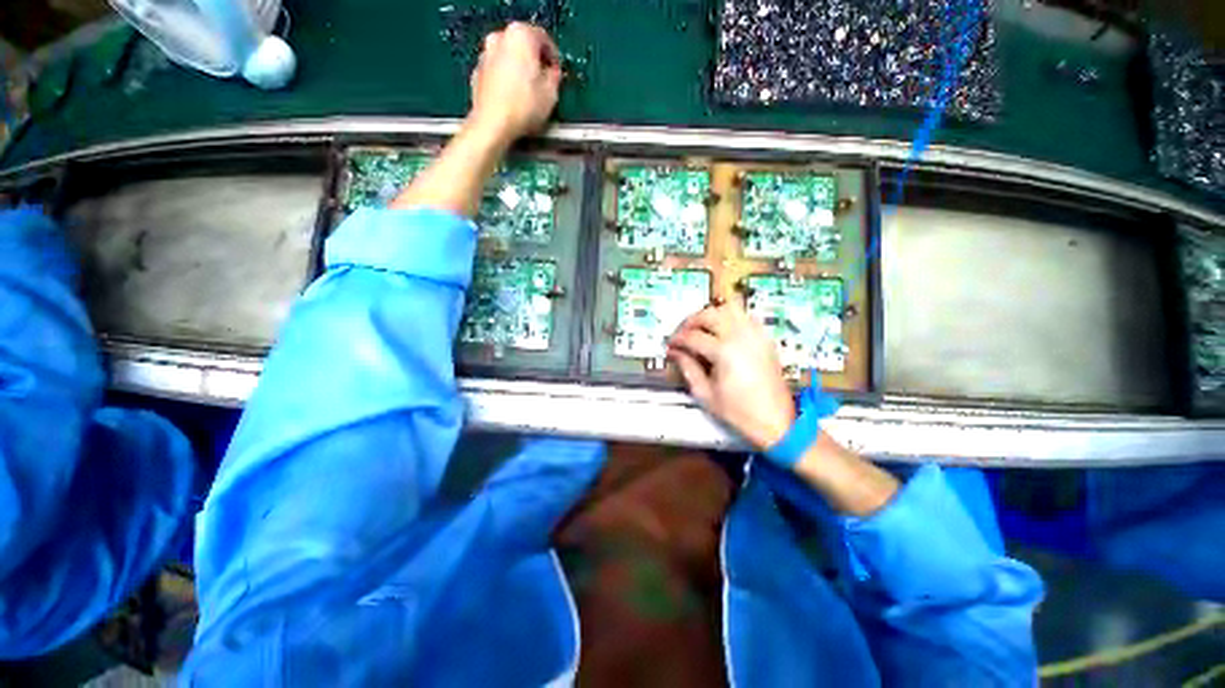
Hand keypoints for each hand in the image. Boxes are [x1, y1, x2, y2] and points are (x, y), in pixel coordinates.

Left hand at [467, 23, 562, 144]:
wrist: (493, 125)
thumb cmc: (523, 107)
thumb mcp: (551, 93)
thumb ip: (554, 77)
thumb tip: (552, 73)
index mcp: (520, 35)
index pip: (544, 38)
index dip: (554, 57)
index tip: (557, 73)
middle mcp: (499, 37)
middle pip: (523, 46)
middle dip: (534, 62)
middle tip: (544, 82)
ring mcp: (485, 54)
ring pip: (508, 58)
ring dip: (519, 70)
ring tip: (529, 94)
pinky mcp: (477, 73)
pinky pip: (497, 72)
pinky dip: (506, 81)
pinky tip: (514, 100)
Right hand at [667, 301, 796, 449]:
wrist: (775, 421)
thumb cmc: (738, 412)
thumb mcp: (705, 394)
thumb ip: (688, 368)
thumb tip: (675, 352)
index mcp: (724, 351)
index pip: (693, 336)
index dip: (678, 340)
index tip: (670, 346)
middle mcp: (740, 336)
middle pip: (710, 314)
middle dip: (691, 321)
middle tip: (682, 334)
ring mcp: (756, 334)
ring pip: (729, 309)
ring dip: (710, 315)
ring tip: (701, 328)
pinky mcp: (765, 338)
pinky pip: (745, 316)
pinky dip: (730, 317)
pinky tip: (722, 331)